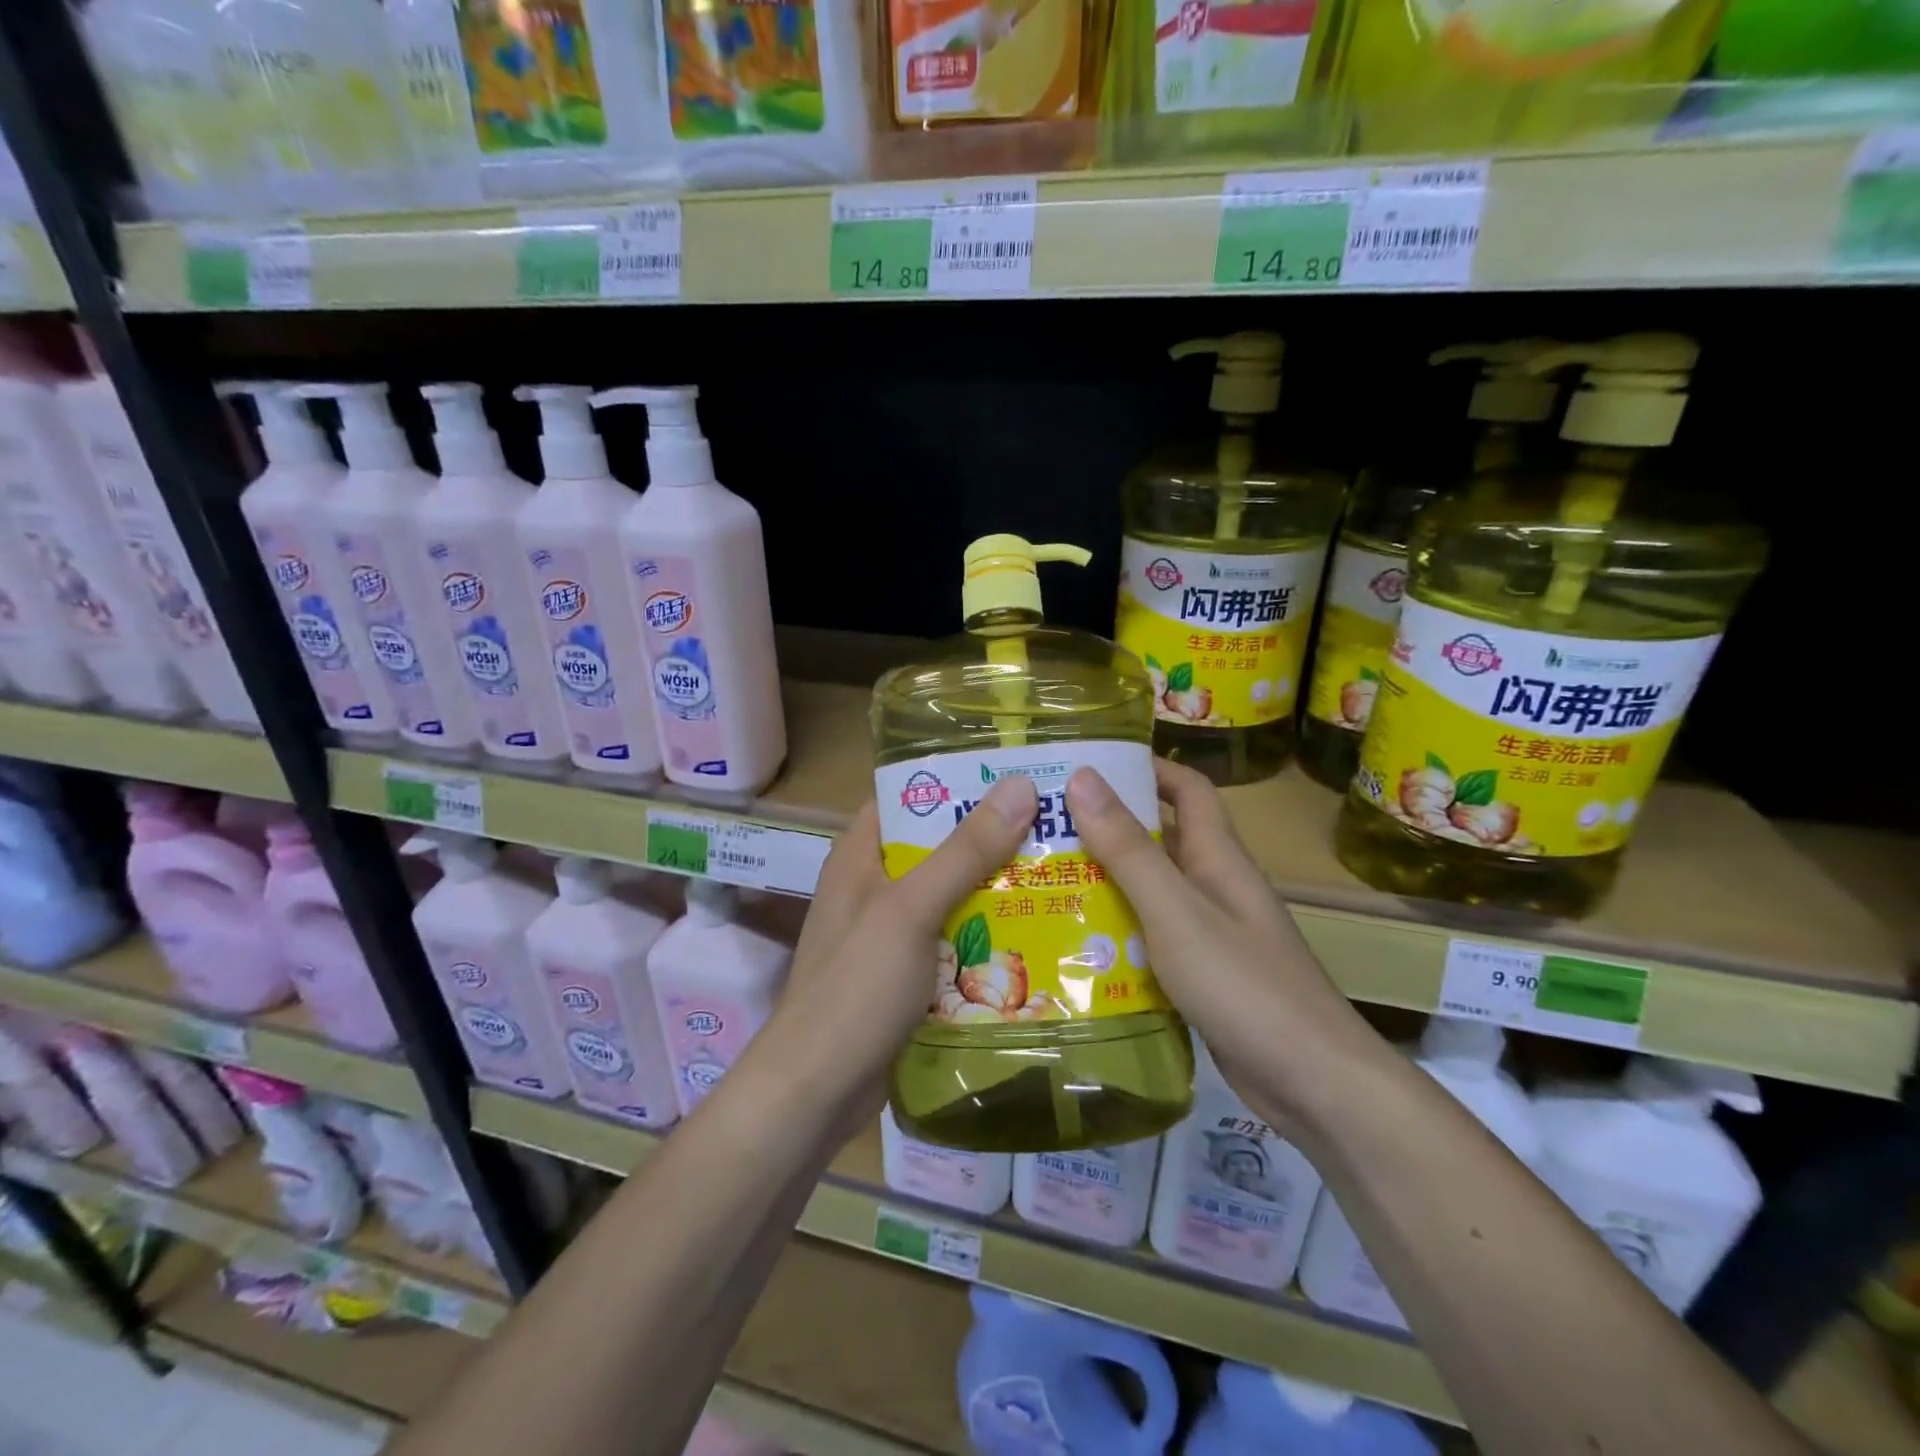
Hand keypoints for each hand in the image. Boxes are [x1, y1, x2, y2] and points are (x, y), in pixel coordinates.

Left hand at [760, 774, 1039, 1134]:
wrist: (817, 1091)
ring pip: (949, 894)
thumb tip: (1019, 786)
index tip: (1016, 773)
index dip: (958, 780)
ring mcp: (888, 931)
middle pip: (937, 846)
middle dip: (990, 837)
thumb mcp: (911, 910)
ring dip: (993, 888)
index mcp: (860, 854)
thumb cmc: (856, 987)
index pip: (909, 795)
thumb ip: (964, 851)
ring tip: (1057, 872)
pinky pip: (951, 938)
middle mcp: (873, 884)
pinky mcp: (904, 972)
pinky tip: (1031, 933)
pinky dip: (983, 934)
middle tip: (1054, 824)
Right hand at [1064, 759, 1382, 1126]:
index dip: (1146, 768)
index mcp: (1217, 857)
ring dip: (1106, 883)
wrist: (1313, 1083)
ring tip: (1045, 881)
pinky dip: (1118, 933)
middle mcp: (1214, 886)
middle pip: (1160, 840)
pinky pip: (1152, 938)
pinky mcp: (1202, 974)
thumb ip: (1129, 849)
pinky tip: (1076, 946)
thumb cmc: (1243, 983)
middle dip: (1107, 828)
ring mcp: (1210, 933)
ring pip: (1151, 892)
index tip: (1090, 764)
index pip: (1187, 789)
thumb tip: (1083, 777)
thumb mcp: (1176, 910)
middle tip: (1044, 828)